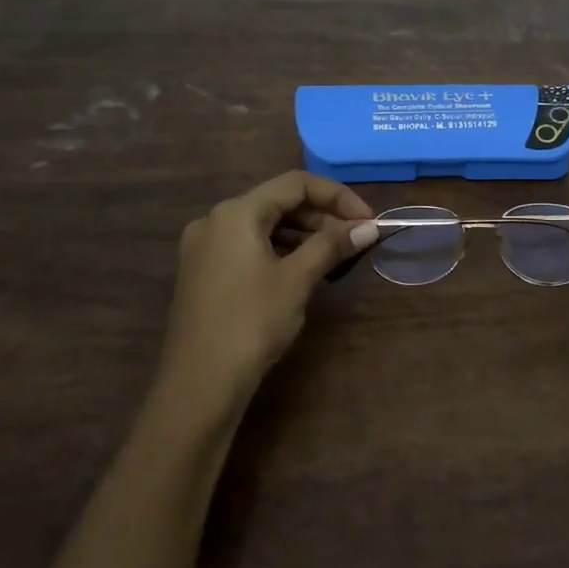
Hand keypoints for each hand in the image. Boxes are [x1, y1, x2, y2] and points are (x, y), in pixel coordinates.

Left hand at [158, 171, 378, 402]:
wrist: (200, 383)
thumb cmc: (251, 323)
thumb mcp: (296, 280)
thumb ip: (331, 246)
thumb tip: (369, 227)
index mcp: (235, 212)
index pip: (295, 184)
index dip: (337, 196)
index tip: (367, 220)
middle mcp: (215, 220)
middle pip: (277, 201)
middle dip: (321, 216)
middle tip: (356, 239)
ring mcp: (205, 247)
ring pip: (263, 225)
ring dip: (302, 234)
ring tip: (336, 255)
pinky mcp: (204, 271)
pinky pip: (249, 246)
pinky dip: (280, 250)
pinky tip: (303, 269)